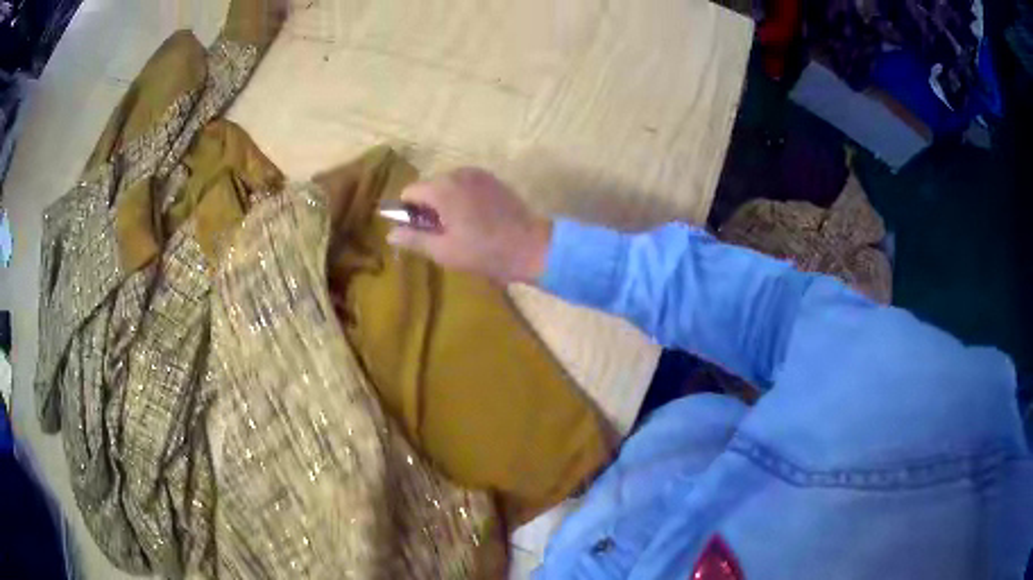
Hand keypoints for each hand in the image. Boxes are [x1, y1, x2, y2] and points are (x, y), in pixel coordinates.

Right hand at [387, 168, 551, 283]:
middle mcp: (457, 173)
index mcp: (442, 188)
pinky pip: (465, 185)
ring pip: (447, 185)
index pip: (409, 192)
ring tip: (460, 228)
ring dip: (445, 203)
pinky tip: (475, 219)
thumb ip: (413, 238)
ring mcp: (478, 173)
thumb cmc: (484, 252)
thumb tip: (390, 232)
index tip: (420, 232)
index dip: (408, 213)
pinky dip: (462, 198)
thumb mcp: (443, 251)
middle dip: (428, 207)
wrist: (531, 246)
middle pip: (428, 186)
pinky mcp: (492, 179)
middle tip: (442, 234)